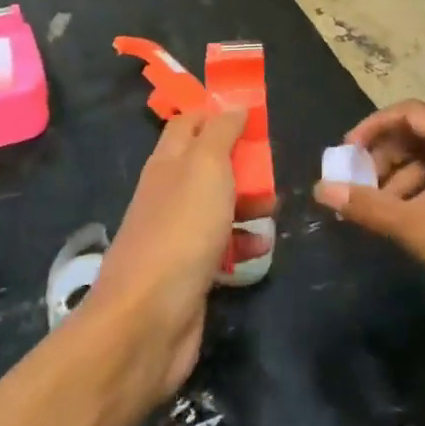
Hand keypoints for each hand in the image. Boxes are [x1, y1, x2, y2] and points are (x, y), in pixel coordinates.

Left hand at [86, 107, 264, 401]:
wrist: (148, 319)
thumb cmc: (181, 230)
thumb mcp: (206, 166)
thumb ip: (221, 132)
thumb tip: (234, 106)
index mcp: (168, 161)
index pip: (189, 122)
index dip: (217, 113)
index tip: (252, 113)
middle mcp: (169, 192)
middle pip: (208, 164)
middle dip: (242, 162)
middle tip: (273, 164)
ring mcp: (177, 233)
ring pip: (218, 205)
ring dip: (248, 202)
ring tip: (276, 207)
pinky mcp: (190, 270)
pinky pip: (221, 245)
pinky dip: (243, 242)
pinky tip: (262, 247)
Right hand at [314, 100, 424, 342]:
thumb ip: (373, 209)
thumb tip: (323, 190)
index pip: (410, 113)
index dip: (372, 128)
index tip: (344, 155)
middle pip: (420, 135)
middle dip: (384, 158)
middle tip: (356, 189)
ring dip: (401, 181)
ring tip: (376, 214)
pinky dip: (423, 196)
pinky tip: (407, 225)